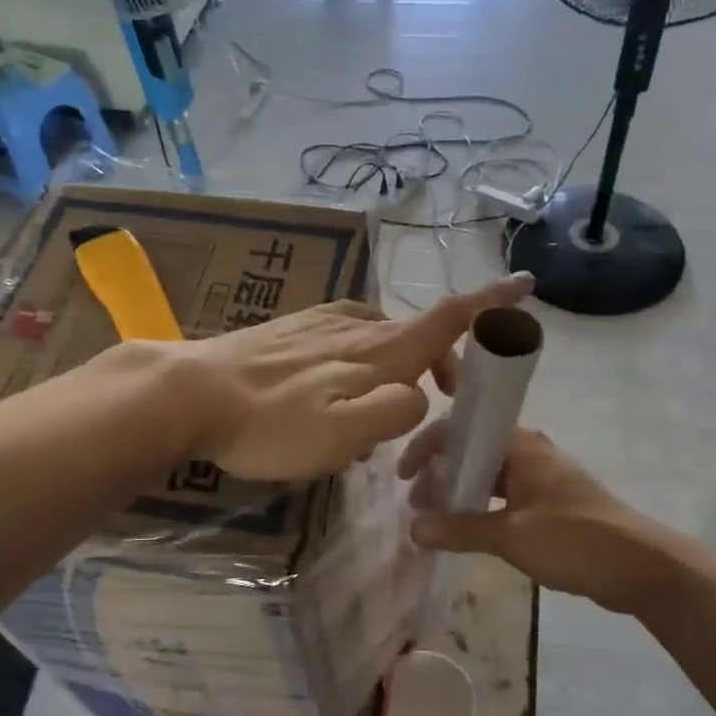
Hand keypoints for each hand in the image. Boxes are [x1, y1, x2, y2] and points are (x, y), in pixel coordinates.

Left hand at [172, 275, 533, 480]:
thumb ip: (397, 410)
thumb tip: (421, 394)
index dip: (490, 303)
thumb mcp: (346, 434)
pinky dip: (364, 354)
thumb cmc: (272, 423)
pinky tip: (338, 382)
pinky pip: (347, 334)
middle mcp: (358, 326)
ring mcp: (321, 323)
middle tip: (443, 399)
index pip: (448, 318)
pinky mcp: (292, 328)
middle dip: (444, 358)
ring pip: (382, 333)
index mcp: (381, 351)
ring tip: (386, 402)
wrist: (192, 392)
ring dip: (403, 360)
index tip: (524, 282)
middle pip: (419, 331)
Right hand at [399, 426, 674, 614]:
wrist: (641, 567)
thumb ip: (459, 529)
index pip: (461, 429)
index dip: (428, 447)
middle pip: (472, 450)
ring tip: (434, 518)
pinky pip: (504, 494)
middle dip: (441, 472)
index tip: (405, 476)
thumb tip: (413, 527)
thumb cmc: (574, 539)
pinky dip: (481, 507)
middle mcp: (529, 450)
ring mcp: (541, 476)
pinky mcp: (550, 501)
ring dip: (460, 491)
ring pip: (488, 474)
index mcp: (520, 443)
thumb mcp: (510, 535)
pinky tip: (466, 530)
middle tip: (417, 503)